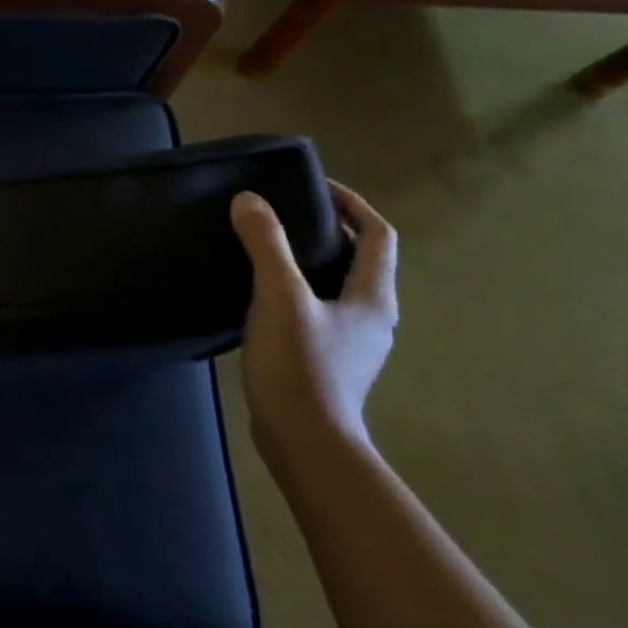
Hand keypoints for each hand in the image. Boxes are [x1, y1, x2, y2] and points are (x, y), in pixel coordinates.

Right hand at [230, 182, 398, 462]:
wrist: (304, 441)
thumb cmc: (300, 365)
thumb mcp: (279, 296)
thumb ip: (266, 244)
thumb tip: (250, 200)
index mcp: (372, 297)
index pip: (377, 235)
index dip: (351, 204)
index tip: (314, 186)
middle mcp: (371, 316)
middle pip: (359, 259)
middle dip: (327, 229)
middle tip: (281, 212)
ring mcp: (351, 342)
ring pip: (336, 285)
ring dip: (309, 259)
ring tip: (265, 246)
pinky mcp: (327, 360)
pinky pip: (317, 307)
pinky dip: (296, 287)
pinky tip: (260, 292)